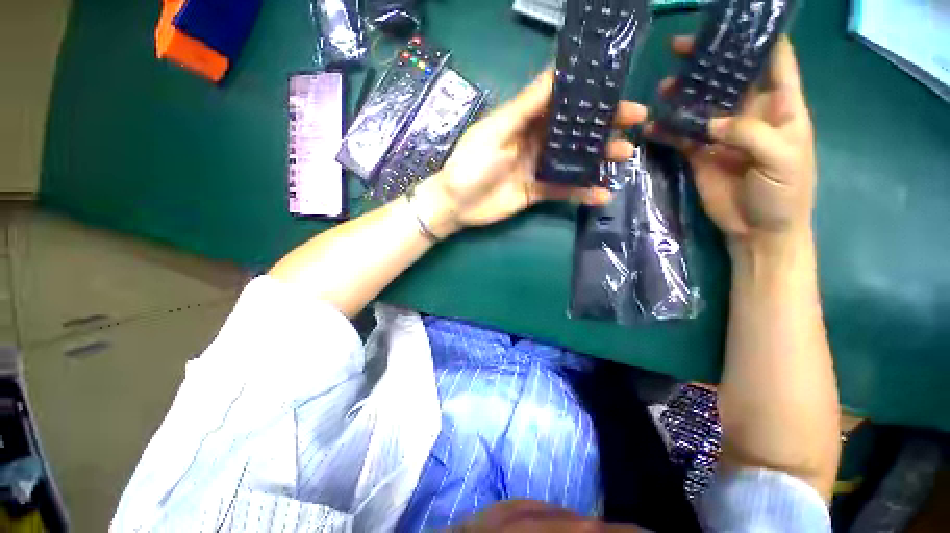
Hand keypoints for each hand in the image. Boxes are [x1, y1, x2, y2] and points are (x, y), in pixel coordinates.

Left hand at [415, 69, 648, 235]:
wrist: (457, 204)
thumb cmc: (471, 164)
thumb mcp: (496, 130)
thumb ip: (526, 106)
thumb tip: (556, 73)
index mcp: (525, 121)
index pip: (562, 102)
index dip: (588, 96)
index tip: (618, 88)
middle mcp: (536, 141)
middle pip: (574, 130)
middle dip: (604, 126)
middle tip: (635, 122)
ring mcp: (539, 168)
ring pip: (574, 160)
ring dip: (599, 158)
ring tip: (625, 157)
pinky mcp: (538, 192)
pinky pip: (564, 190)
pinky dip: (583, 192)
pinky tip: (603, 194)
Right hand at [649, 36, 816, 254]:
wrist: (759, 230)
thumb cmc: (784, 193)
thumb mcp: (782, 158)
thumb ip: (749, 134)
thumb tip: (711, 122)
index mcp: (781, 106)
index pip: (774, 59)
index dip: (758, 37)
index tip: (734, 21)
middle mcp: (749, 113)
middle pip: (729, 76)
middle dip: (708, 59)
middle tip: (680, 47)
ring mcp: (721, 134)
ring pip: (700, 104)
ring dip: (682, 95)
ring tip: (663, 87)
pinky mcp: (700, 153)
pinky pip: (680, 136)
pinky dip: (666, 130)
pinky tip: (651, 125)